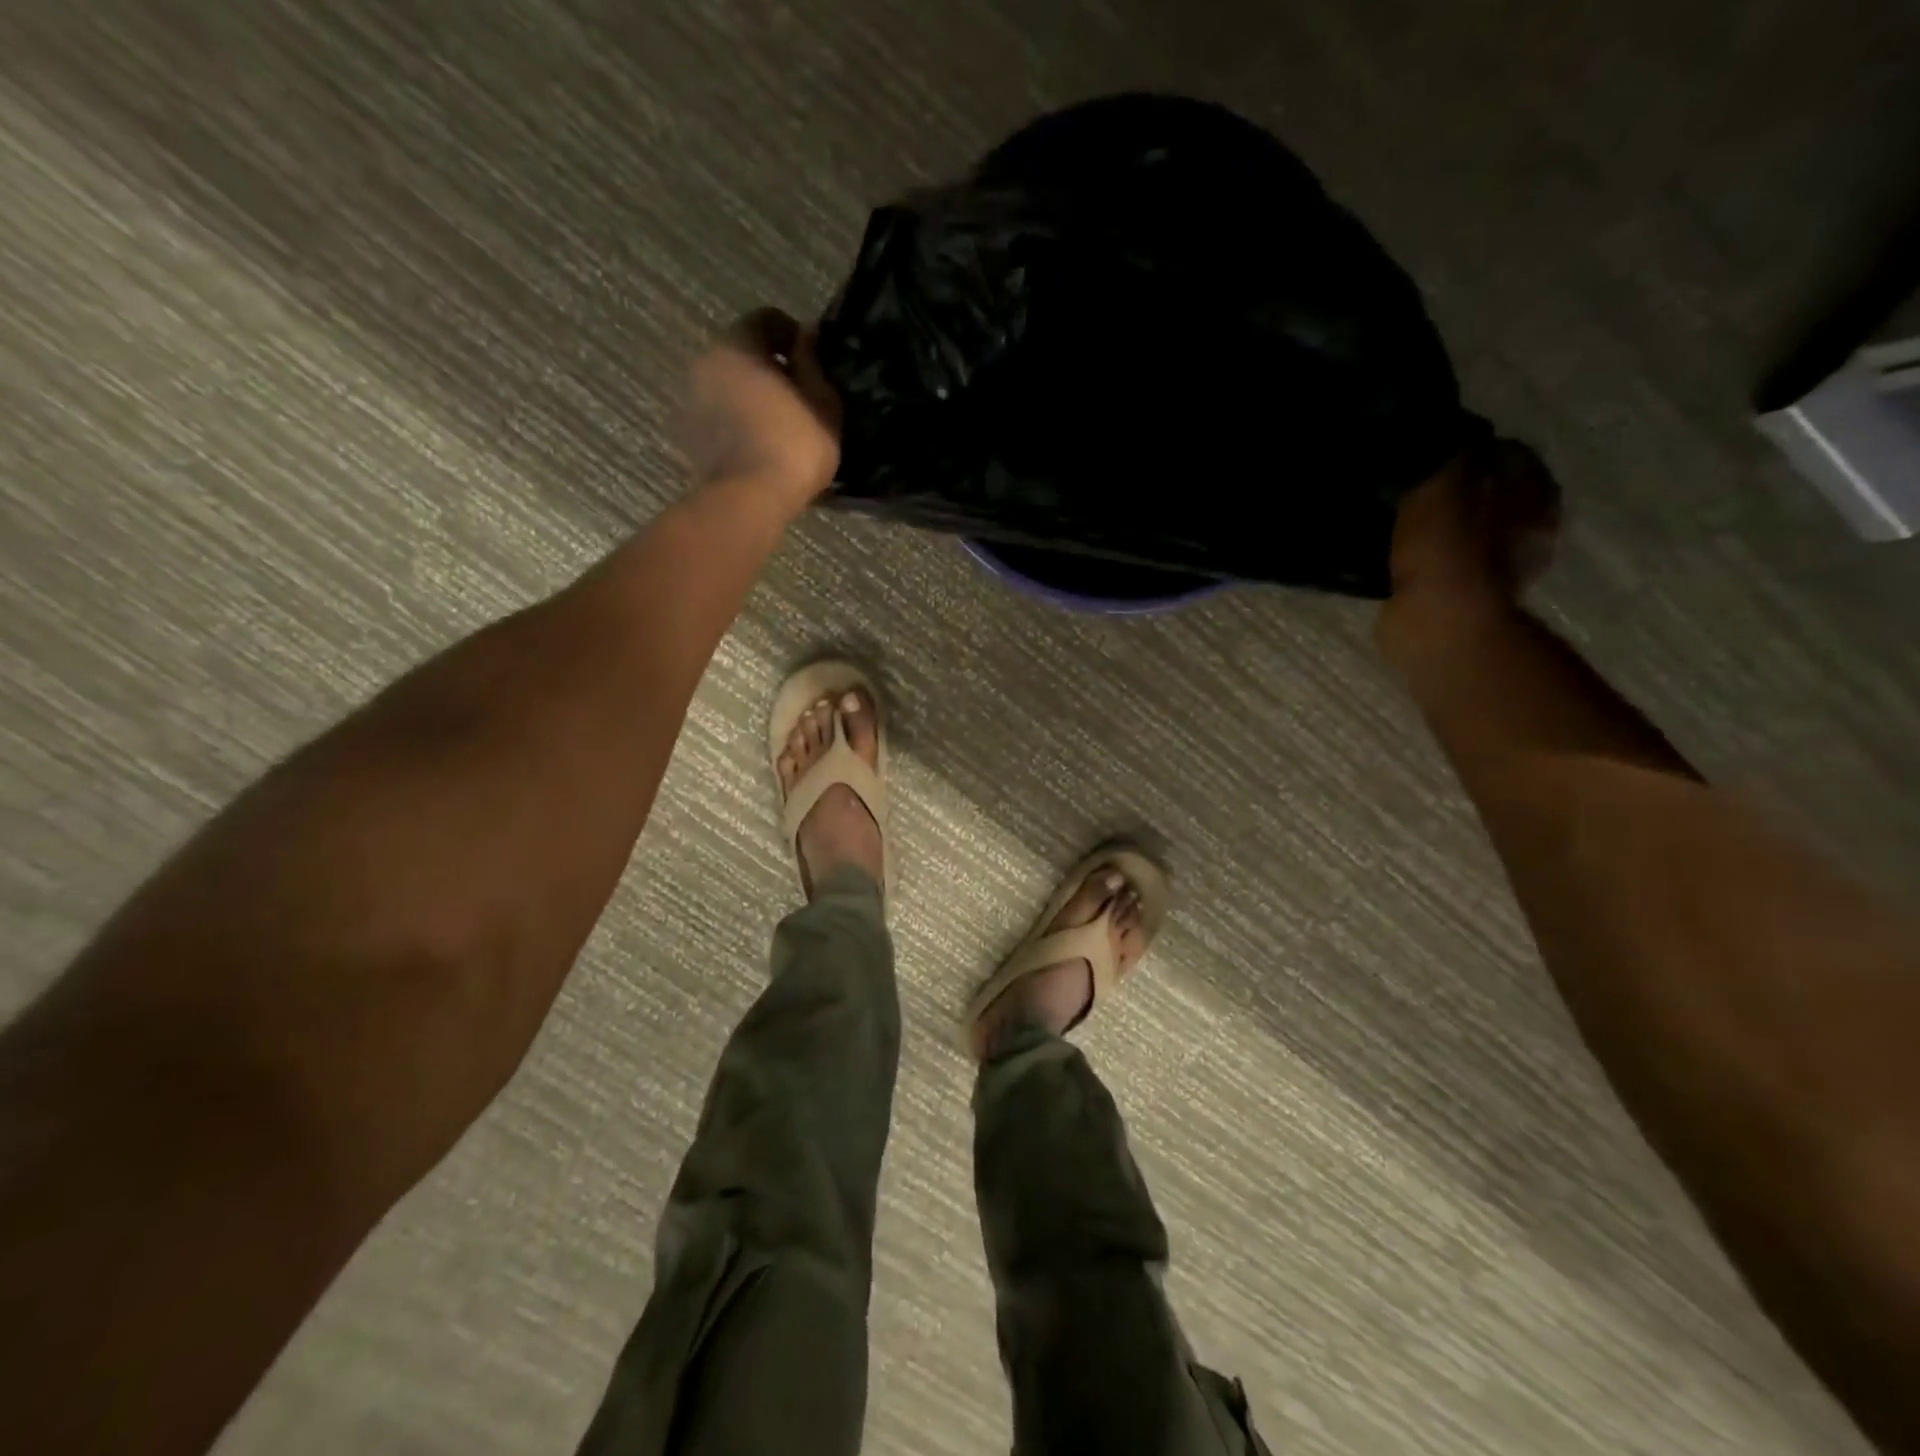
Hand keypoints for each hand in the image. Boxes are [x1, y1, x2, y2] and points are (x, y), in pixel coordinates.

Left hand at [682, 308, 842, 506]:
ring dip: (752, 396)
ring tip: (779, 424)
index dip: (793, 335)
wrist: (748, 500)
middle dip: (769, 368)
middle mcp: (706, 362)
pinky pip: (719, 416)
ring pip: (728, 386)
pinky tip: (760, 445)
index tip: (812, 360)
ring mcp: (691, 400)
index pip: (767, 319)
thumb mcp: (822, 405)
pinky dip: (738, 422)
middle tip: (798, 394)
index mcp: (738, 344)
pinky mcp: (689, 435)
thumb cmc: (793, 447)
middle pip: (743, 353)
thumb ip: (814, 366)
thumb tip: (807, 340)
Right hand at [1386, 437, 1560, 617]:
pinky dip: (1428, 559)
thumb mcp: (1439, 487)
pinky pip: (1447, 564)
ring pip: (1468, 530)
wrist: (1441, 627)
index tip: (1427, 451)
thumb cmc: (1448, 551)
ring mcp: (1502, 569)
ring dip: (1441, 525)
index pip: (1506, 451)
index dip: (1467, 445)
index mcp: (1535, 494)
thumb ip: (1441, 456)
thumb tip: (1437, 435)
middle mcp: (1531, 528)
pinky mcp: (1469, 600)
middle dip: (1456, 486)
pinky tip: (1400, 556)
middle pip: (1490, 492)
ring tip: (1398, 520)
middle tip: (1409, 485)